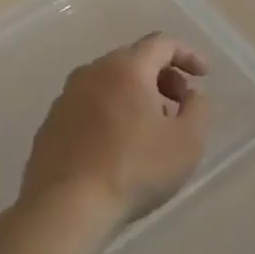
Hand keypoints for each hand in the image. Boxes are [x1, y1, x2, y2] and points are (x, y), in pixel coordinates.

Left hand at [20, 33, 209, 222]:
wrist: (65, 209)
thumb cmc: (135, 170)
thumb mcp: (187, 141)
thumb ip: (198, 108)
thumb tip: (191, 95)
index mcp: (126, 69)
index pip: (162, 44)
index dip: (188, 55)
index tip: (204, 75)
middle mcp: (91, 73)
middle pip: (134, 60)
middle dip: (163, 76)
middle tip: (181, 105)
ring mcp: (65, 99)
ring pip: (109, 83)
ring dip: (137, 95)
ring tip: (153, 128)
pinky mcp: (50, 126)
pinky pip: (89, 106)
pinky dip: (112, 113)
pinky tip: (120, 146)